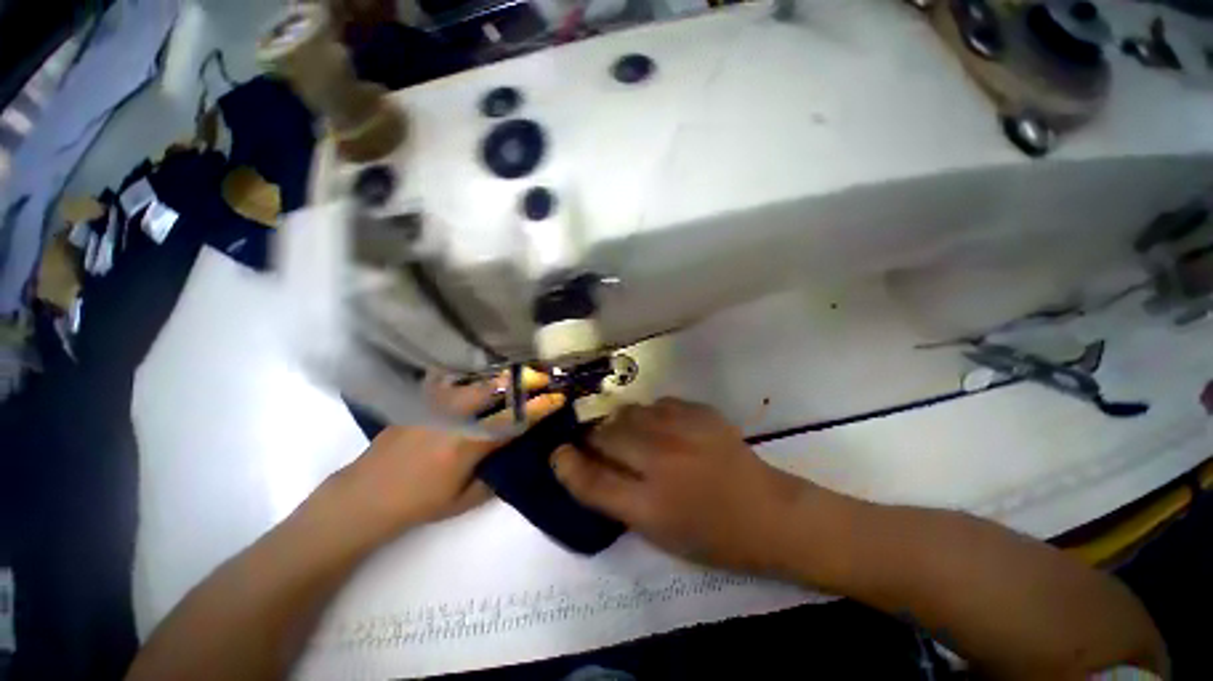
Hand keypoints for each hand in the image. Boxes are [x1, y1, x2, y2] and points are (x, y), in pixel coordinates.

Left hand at [331, 370, 564, 534]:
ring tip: (518, 370)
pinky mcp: (419, 399)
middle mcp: (451, 418)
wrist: (365, 495)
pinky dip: (468, 371)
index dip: (537, 408)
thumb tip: (517, 454)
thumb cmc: (419, 503)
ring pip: (473, 379)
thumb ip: (496, 476)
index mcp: (465, 445)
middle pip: (494, 389)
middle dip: (523, 381)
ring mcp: (433, 404)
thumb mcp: (464, 501)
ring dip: (500, 374)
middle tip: (542, 375)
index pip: (511, 421)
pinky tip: (479, 371)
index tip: (557, 397)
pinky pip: (449, 377)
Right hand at [551, 398, 811, 573]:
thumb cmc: (711, 535)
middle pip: (605, 435)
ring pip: (629, 412)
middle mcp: (661, 462)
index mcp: (650, 505)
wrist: (768, 513)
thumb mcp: (656, 531)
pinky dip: (652, 415)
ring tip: (634, 435)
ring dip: (622, 424)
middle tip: (601, 445)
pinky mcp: (700, 411)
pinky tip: (665, 428)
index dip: (567, 464)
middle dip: (595, 439)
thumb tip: (586, 464)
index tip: (558, 453)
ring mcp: (683, 430)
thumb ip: (616, 497)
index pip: (590, 480)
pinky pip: (658, 403)